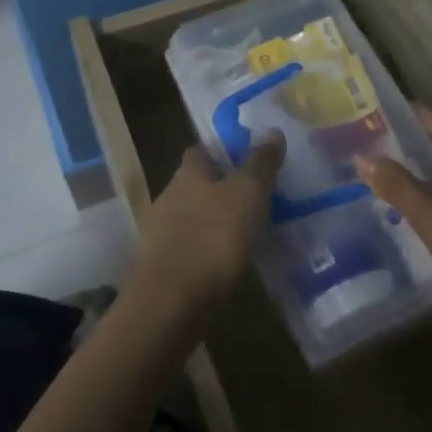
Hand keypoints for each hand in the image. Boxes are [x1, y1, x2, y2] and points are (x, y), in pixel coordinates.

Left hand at [127, 134, 284, 319]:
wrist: (172, 302)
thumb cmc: (213, 237)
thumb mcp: (248, 194)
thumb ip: (260, 163)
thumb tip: (272, 130)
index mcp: (187, 174)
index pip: (199, 150)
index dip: (220, 152)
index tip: (244, 158)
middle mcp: (168, 196)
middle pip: (194, 184)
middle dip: (217, 188)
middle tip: (251, 197)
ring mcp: (160, 234)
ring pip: (190, 217)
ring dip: (211, 222)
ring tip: (243, 233)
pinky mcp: (161, 267)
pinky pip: (188, 249)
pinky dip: (205, 252)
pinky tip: (224, 264)